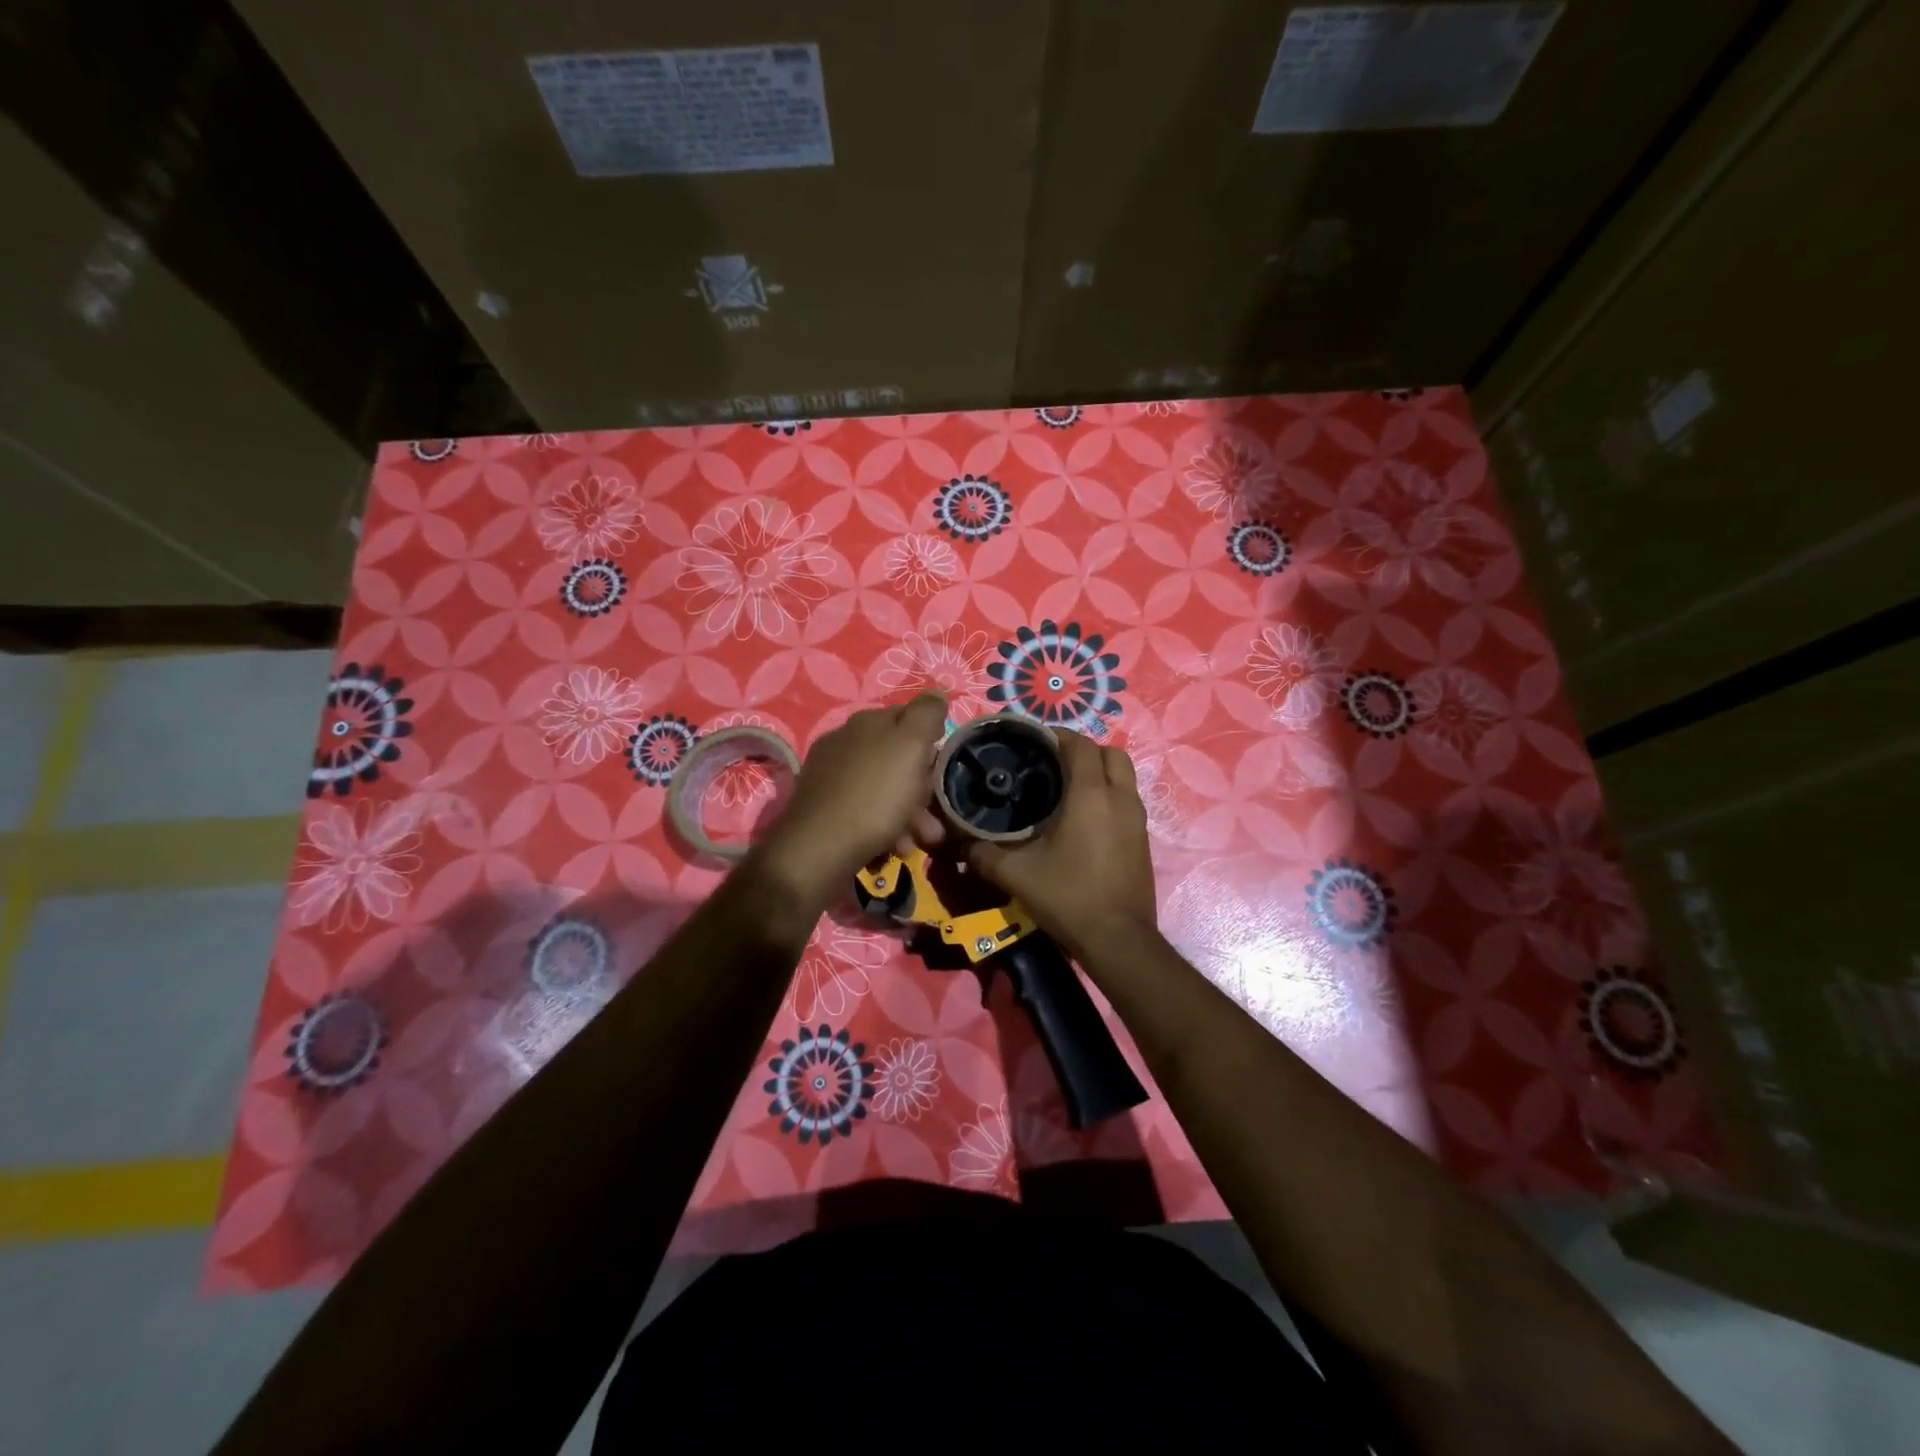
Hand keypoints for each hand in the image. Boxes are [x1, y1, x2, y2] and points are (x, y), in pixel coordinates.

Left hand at [751, 693, 949, 910]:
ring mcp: (832, 776)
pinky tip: (896, 846)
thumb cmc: (874, 795)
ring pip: (884, 788)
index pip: (909, 718)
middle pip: (898, 758)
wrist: (820, 850)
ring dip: (911, 813)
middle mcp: (846, 743)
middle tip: (937, 812)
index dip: (932, 740)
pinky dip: (886, 827)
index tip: (944, 768)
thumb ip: (926, 715)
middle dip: (923, 786)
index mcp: (866, 723)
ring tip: (923, 838)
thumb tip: (936, 692)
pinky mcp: (825, 808)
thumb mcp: (910, 747)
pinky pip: (866, 810)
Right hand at [968, 728, 1157, 967]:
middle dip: (1083, 750)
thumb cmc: (1068, 897)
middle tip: (1053, 764)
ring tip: (1067, 789)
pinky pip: (1127, 800)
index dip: (1057, 736)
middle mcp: (1120, 798)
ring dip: (1099, 772)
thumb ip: (984, 853)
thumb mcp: (1016, 875)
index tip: (1033, 742)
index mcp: (1091, 795)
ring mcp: (1137, 819)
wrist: (1118, 939)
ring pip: (1124, 776)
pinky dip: (1109, 795)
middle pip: (1110, 753)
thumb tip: (960, 843)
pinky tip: (1084, 819)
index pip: (1079, 745)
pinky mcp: (1143, 839)